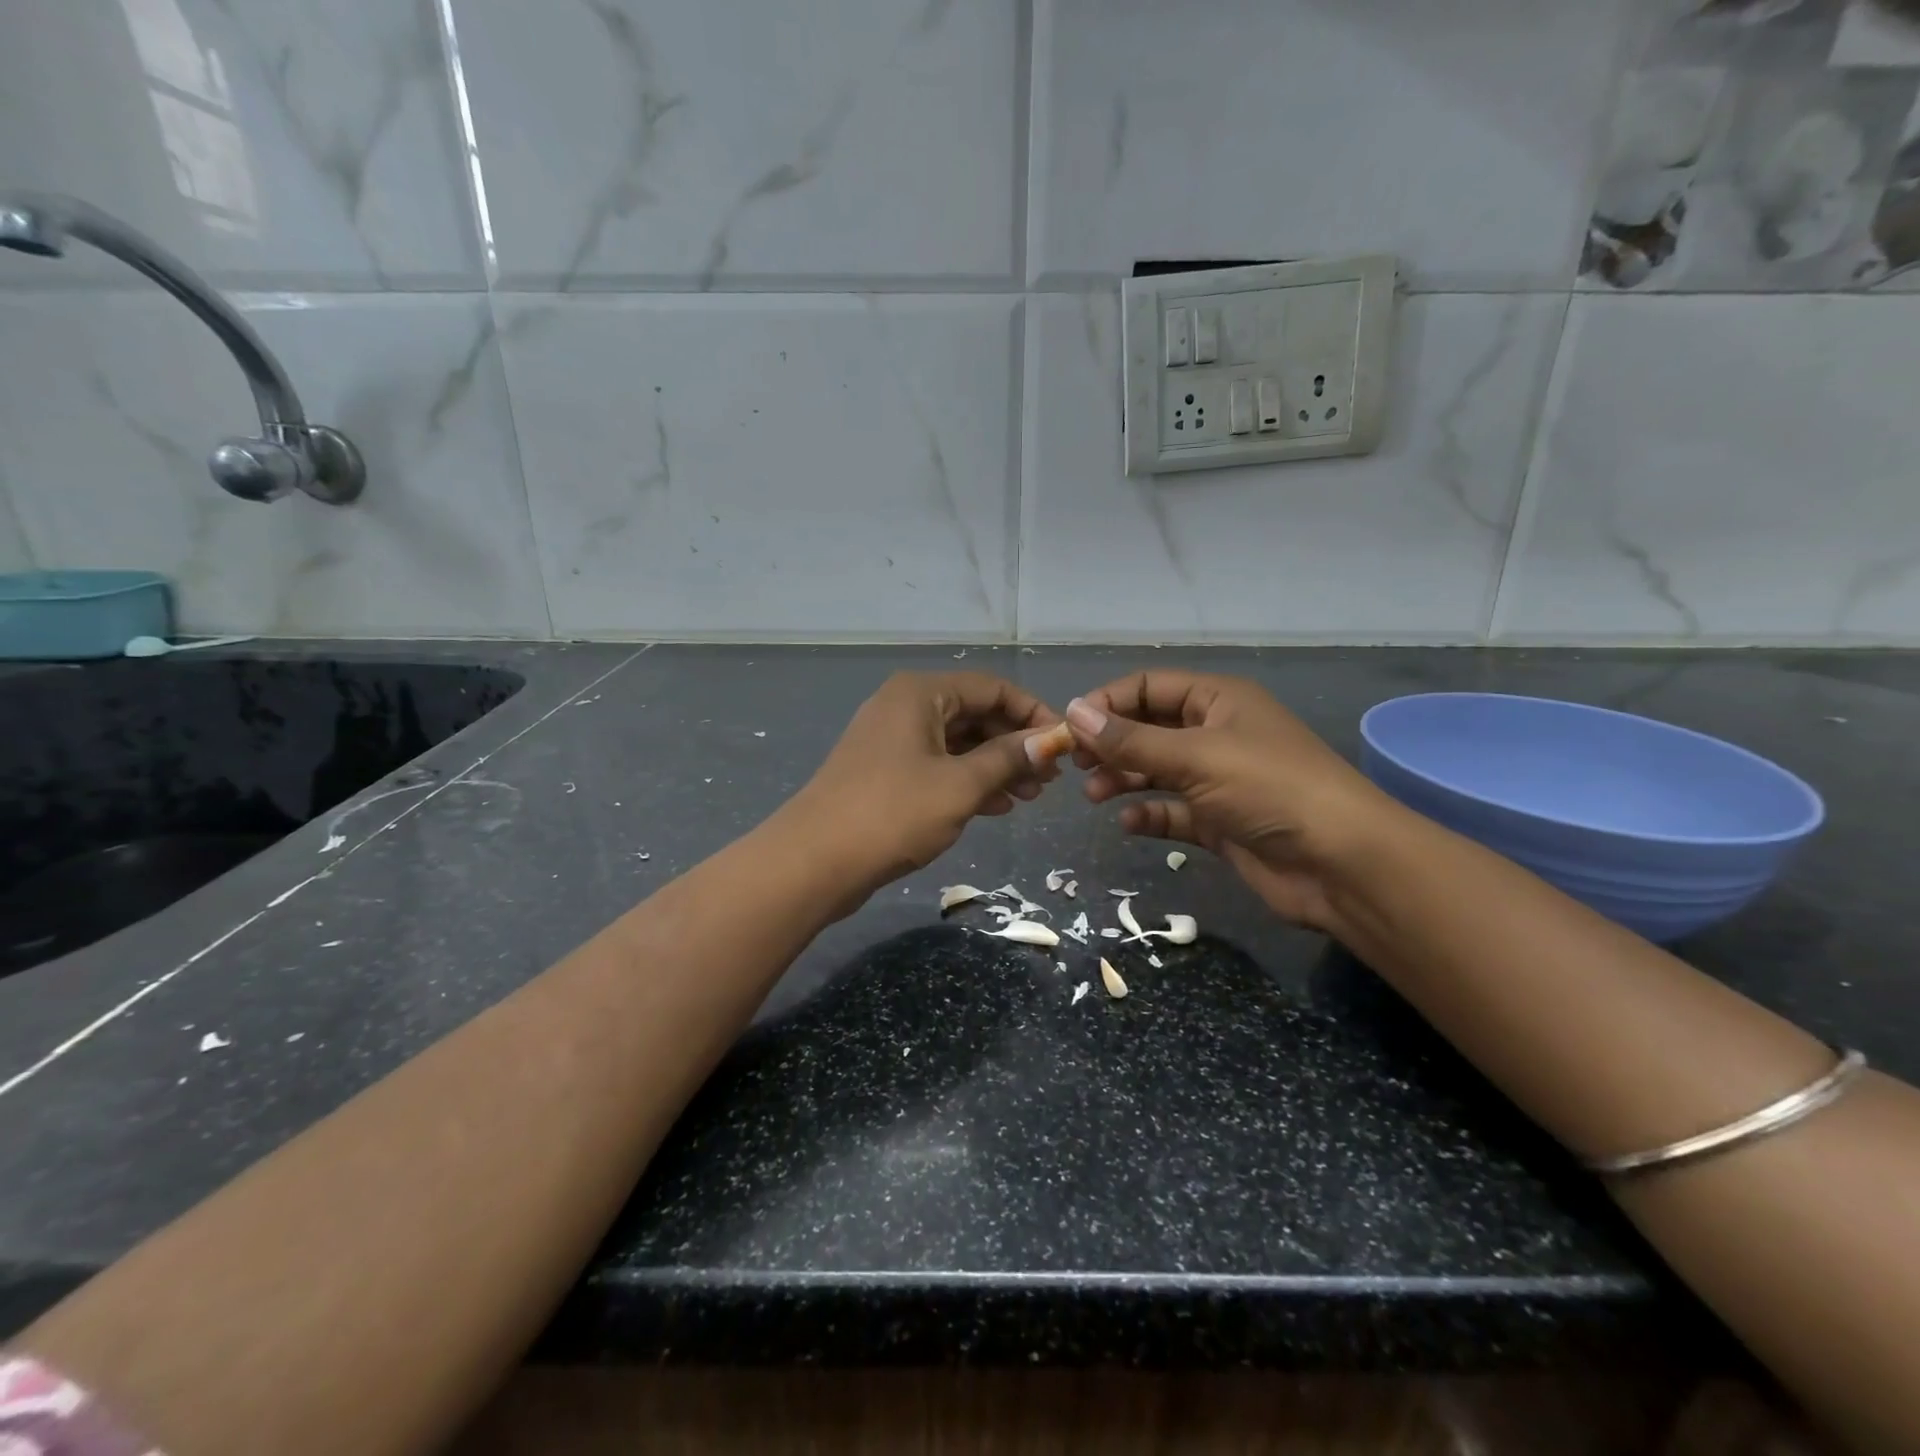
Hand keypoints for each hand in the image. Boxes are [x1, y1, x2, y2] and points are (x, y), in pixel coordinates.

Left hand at [785, 671, 1063, 905]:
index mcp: (921, 693)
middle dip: (1015, 744)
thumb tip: (1050, 740)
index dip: (1033, 713)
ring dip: (996, 767)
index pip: (992, 687)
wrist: (814, 861)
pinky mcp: (885, 773)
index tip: (1063, 744)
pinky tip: (997, 807)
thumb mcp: (960, 785)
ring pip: (958, 744)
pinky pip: (938, 766)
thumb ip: (1008, 758)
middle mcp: (905, 706)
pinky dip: (968, 782)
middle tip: (1050, 779)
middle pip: (975, 714)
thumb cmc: (893, 813)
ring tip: (1030, 797)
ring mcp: (892, 740)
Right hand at [1064, 671, 1399, 930]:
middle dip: (1111, 743)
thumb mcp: (1195, 756)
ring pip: (1157, 771)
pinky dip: (1149, 814)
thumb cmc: (1269, 789)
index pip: (1150, 686)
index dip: (1108, 702)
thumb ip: (1131, 740)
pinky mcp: (1220, 822)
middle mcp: (1216, 733)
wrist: (1342, 864)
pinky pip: (1173, 811)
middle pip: (1149, 728)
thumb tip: (1074, 712)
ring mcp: (1219, 779)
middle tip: (1075, 765)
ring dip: (1123, 779)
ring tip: (1093, 794)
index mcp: (1218, 700)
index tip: (1071, 728)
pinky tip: (1128, 822)